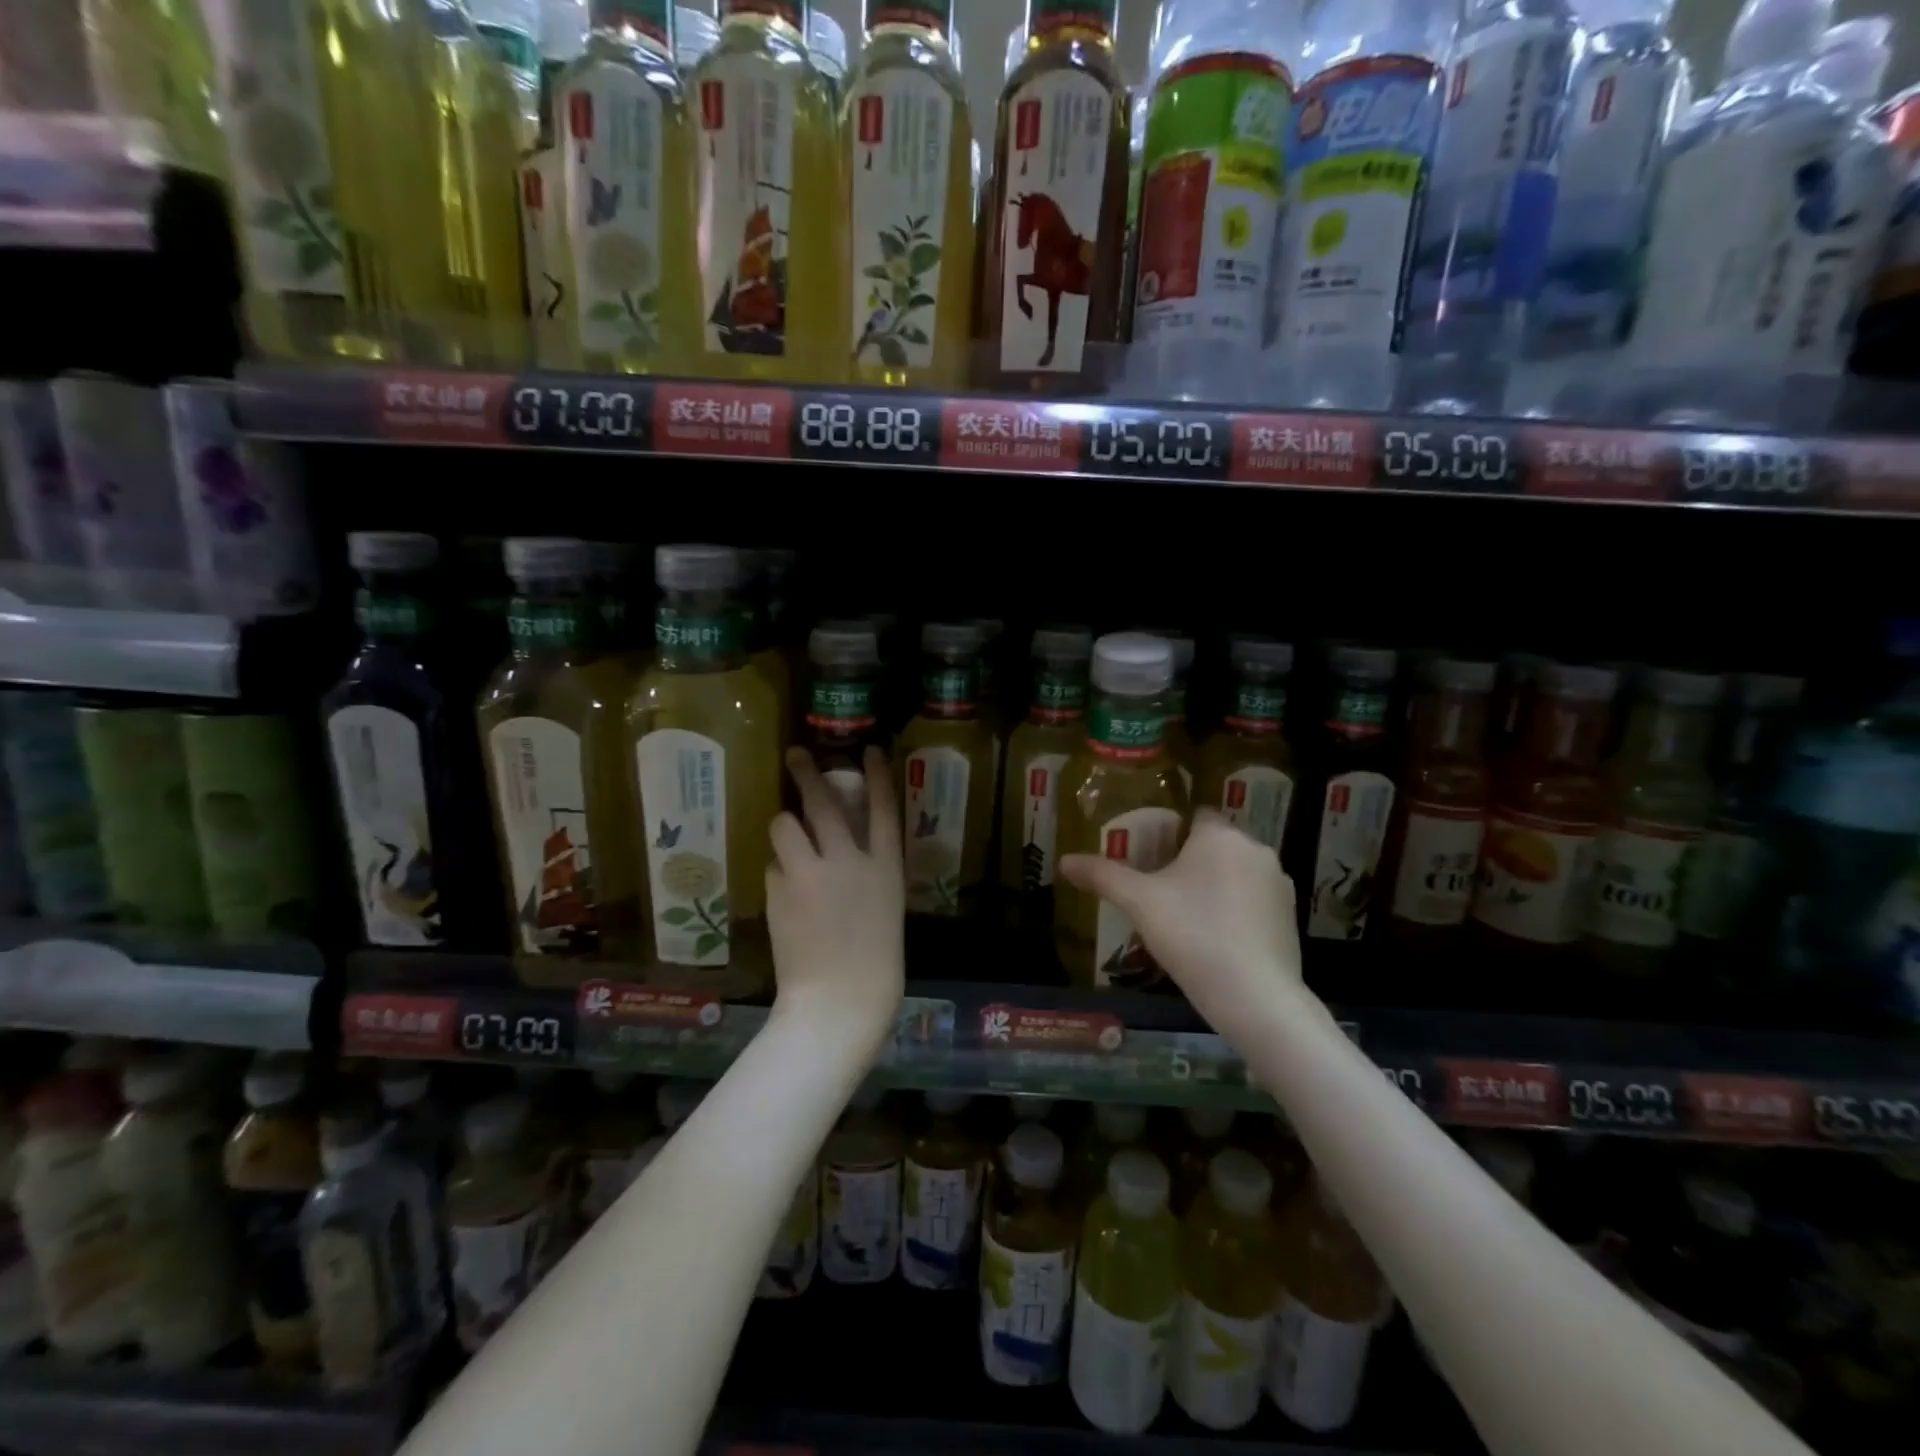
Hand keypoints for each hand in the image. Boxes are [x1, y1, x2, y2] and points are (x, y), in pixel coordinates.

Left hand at [766, 747, 904, 1040]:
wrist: (839, 999)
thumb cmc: (875, 963)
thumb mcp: (885, 907)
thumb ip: (868, 873)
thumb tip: (845, 849)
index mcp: (885, 866)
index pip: (883, 807)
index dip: (877, 775)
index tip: (868, 749)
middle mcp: (849, 860)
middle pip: (824, 802)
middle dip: (807, 773)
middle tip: (794, 755)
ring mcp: (811, 872)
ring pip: (785, 824)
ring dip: (784, 825)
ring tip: (785, 835)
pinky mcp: (778, 890)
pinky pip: (773, 865)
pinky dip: (777, 869)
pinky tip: (783, 891)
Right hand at [1059, 810, 1307, 1030]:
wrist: (1256, 997)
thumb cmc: (1193, 935)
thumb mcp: (1139, 903)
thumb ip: (1102, 876)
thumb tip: (1063, 861)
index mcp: (1220, 835)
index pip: (1195, 815)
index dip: (1170, 831)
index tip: (1148, 854)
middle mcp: (1255, 849)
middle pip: (1215, 845)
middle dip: (1189, 861)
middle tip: (1158, 889)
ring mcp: (1278, 884)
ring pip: (1235, 873)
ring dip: (1214, 886)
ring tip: (1184, 917)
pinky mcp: (1290, 917)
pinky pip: (1253, 900)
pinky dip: (1235, 910)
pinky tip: (1214, 939)